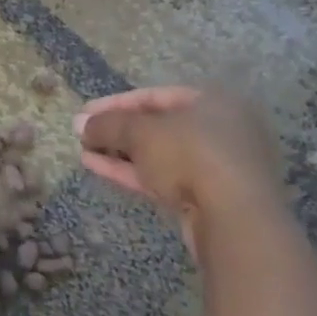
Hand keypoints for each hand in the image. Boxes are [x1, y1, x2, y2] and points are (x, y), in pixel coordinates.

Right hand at [74, 85, 284, 254]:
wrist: (236, 219)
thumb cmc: (190, 154)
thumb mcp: (140, 132)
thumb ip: (108, 124)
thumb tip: (80, 124)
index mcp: (213, 101)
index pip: (154, 96)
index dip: (115, 103)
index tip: (85, 113)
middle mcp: (221, 129)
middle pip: (158, 126)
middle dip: (117, 131)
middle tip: (84, 134)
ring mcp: (218, 167)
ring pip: (160, 155)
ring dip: (121, 153)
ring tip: (85, 152)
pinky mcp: (211, 199)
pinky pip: (166, 177)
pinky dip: (134, 172)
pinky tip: (100, 168)